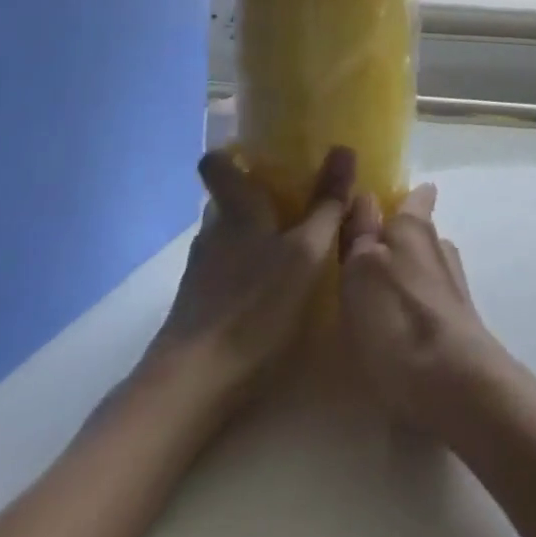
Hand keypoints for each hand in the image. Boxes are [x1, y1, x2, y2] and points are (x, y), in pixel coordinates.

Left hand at [143, 145, 355, 416]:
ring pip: (230, 235)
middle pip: (229, 199)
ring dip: (257, 234)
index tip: (260, 150)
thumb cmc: (255, 306)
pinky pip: (228, 268)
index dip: (231, 153)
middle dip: (259, 196)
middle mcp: (213, 231)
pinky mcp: (198, 304)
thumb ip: (327, 204)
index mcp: (236, 208)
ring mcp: (202, 269)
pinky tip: (274, 289)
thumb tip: (343, 149)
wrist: (191, 388)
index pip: (216, 164)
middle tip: (299, 198)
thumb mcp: (307, 253)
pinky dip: (249, 267)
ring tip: (295, 245)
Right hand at [339, 183, 523, 439]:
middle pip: (419, 234)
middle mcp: (440, 247)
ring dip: (404, 279)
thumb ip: (361, 232)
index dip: (402, 198)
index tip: (382, 206)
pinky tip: (393, 331)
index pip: (416, 196)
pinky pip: (429, 304)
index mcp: (415, 226)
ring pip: (425, 270)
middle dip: (397, 241)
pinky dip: (412, 310)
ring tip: (373, 299)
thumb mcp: (362, 268)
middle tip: (363, 259)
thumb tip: (366, 196)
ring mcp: (453, 287)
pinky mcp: (457, 324)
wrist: (452, 385)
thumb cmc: (397, 318)